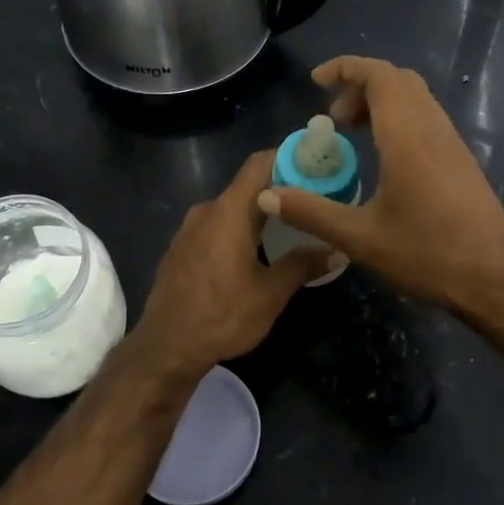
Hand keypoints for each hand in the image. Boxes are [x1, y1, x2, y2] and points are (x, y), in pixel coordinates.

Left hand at [127, 149, 336, 379]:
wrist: (166, 347)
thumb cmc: (222, 316)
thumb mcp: (270, 294)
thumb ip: (302, 265)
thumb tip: (337, 251)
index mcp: (229, 212)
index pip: (259, 164)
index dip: (288, 158)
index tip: (316, 165)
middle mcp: (206, 211)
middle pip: (247, 186)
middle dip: (280, 190)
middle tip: (313, 201)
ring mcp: (189, 230)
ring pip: (231, 208)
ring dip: (258, 212)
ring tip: (290, 227)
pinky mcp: (181, 249)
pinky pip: (215, 226)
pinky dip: (237, 228)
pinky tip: (255, 251)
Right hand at [256, 56, 503, 321]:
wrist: (496, 280)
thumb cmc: (427, 254)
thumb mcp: (360, 238)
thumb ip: (311, 213)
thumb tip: (266, 194)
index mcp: (407, 136)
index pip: (379, 75)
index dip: (345, 68)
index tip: (316, 81)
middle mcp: (432, 128)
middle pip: (397, 80)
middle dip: (360, 85)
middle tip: (333, 118)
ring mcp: (451, 143)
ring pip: (415, 98)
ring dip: (380, 102)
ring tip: (352, 134)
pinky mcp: (461, 160)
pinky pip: (426, 118)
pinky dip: (398, 119)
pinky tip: (383, 157)